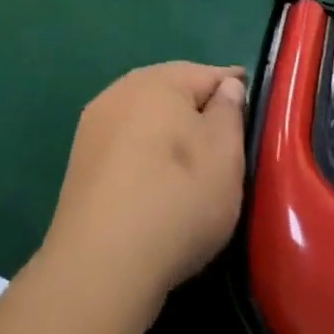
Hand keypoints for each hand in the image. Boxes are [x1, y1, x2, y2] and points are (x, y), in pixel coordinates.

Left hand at [39, 62, 247, 329]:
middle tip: (225, 137)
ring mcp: (96, 122)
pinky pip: (124, 142)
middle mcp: (122, 89)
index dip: (233, 87)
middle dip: (197, 107)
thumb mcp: (224, 155)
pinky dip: (143, 152)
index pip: (207, 73)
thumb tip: (227, 85)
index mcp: (158, 80)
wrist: (102, 260)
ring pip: (144, 115)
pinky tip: (154, 178)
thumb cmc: (177, 199)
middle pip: (171, 90)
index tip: (252, 104)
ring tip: (191, 161)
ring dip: (167, 130)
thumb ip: (229, 112)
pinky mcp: (81, 157)